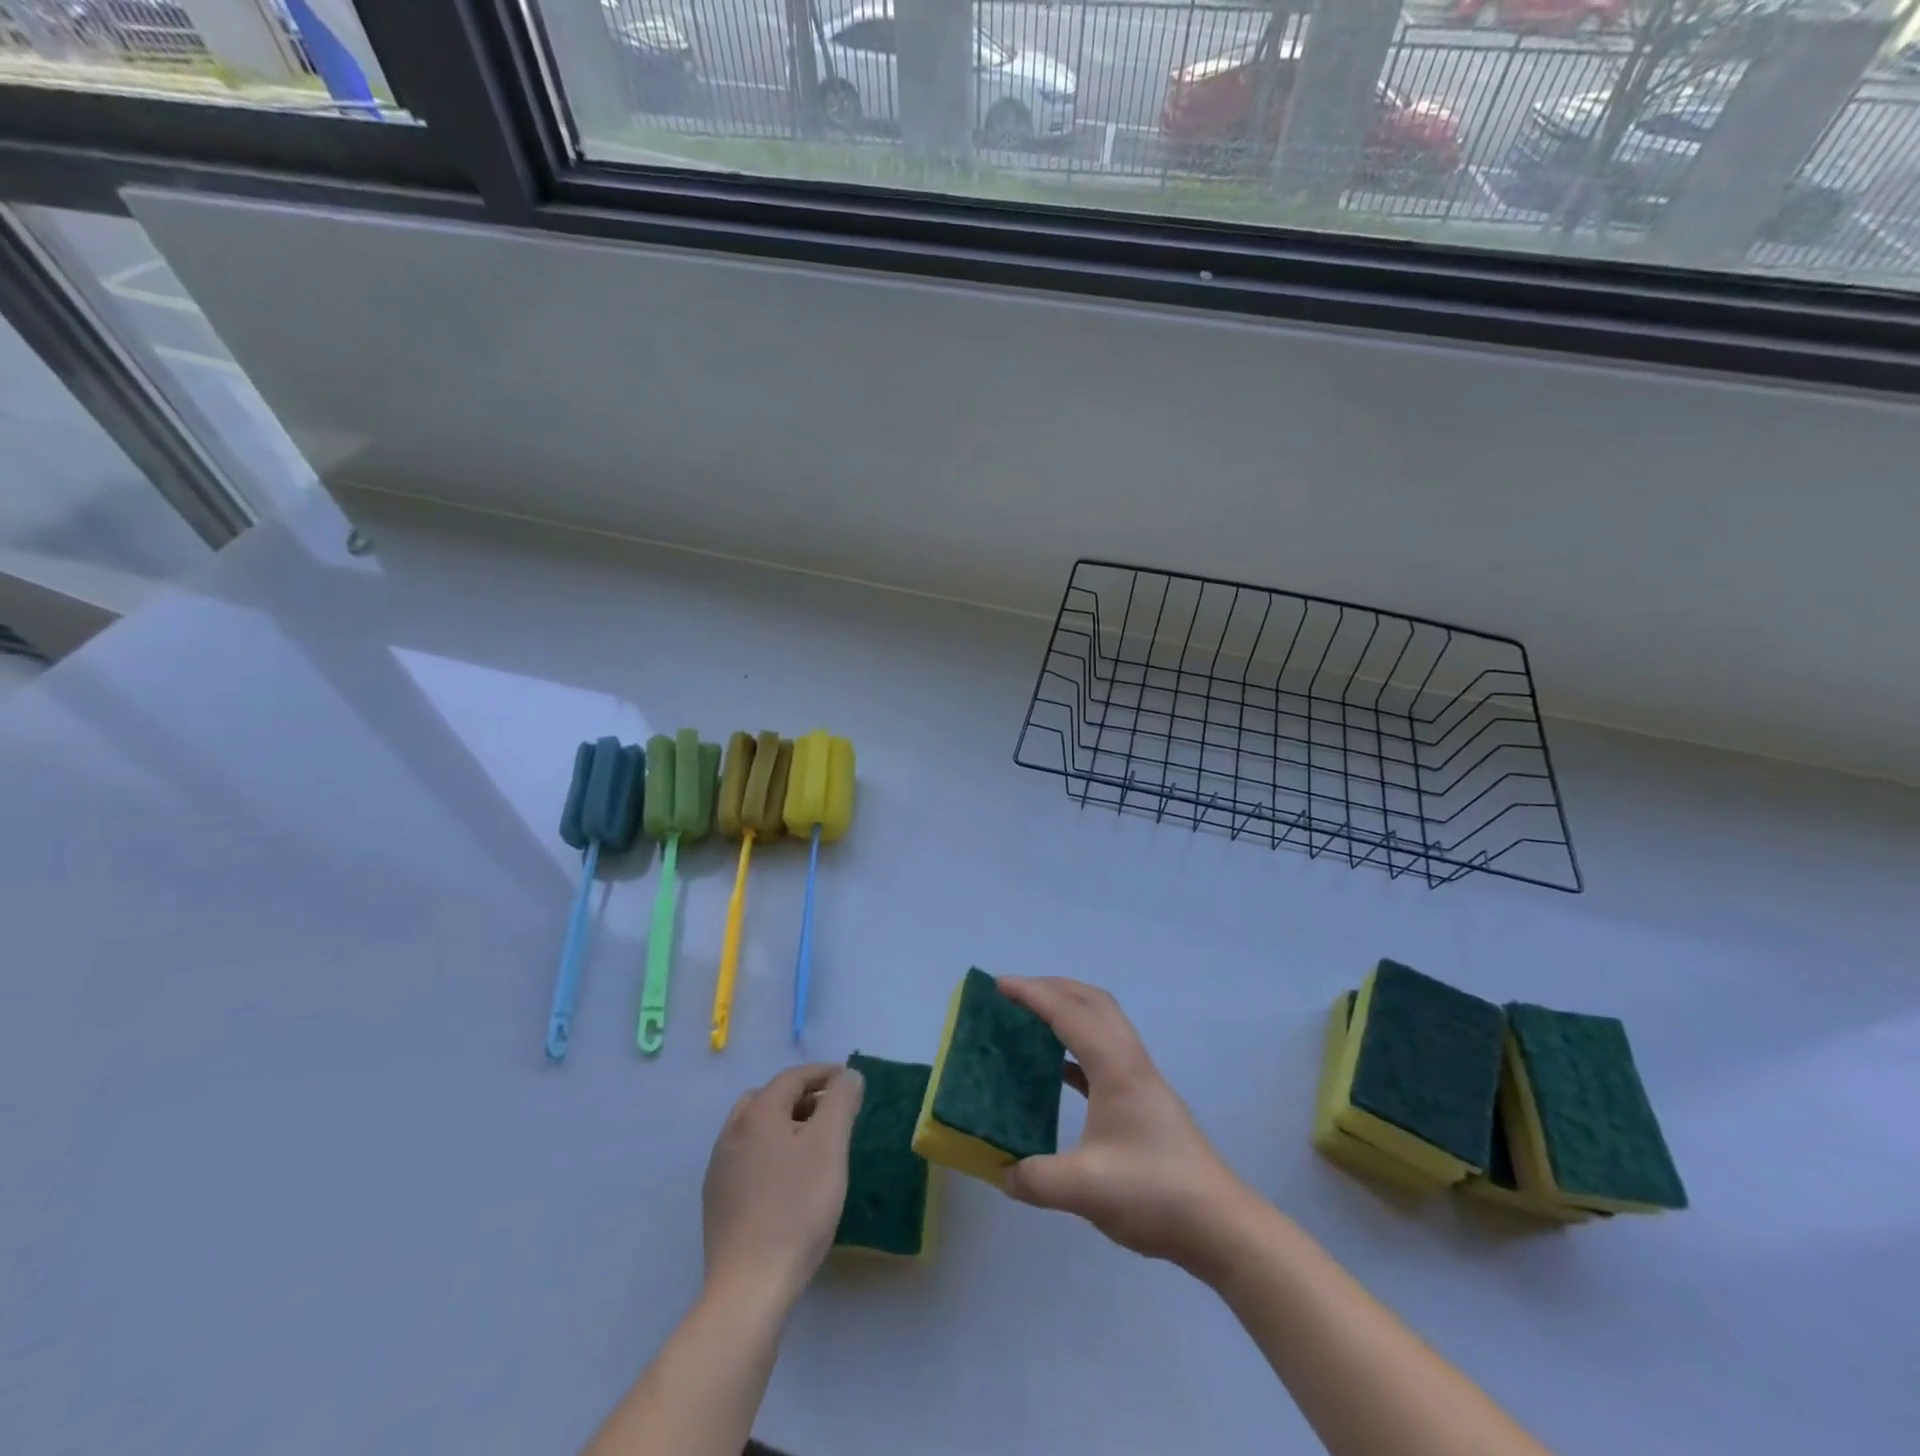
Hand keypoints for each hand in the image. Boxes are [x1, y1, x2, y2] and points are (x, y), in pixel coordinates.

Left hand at [701, 1062, 863, 1309]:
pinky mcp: (717, 1199)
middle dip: (802, 1096)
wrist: (750, 1286)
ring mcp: (720, 1168)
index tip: (848, 1080)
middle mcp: (731, 1132)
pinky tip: (787, 1176)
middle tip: (831, 1110)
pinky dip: (770, 1149)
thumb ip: (841, 1102)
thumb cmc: (797, 1208)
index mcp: (757, 1114)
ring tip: (812, 1142)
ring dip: (784, 1123)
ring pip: (755, 1127)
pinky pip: (747, 1155)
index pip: (792, 1077)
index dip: (822, 1073)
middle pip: (769, 1098)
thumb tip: (847, 1075)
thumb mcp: (830, 1146)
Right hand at [998, 977, 1251, 1274]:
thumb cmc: (1155, 1194)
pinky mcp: (1144, 1102)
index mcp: (1116, 1068)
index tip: (998, 984)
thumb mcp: (1086, 1191)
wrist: (1221, 1226)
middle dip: (1052, 987)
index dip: (1032, 994)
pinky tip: (1057, 1070)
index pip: (1069, 1013)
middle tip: (1014, 994)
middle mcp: (1131, 1062)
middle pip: (1092, 1001)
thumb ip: (1036, 1179)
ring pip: (1103, 1023)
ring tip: (1032, 1021)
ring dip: (1068, 1011)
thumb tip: (1003, 1172)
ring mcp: (1142, 1081)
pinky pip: (1105, 1053)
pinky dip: (1077, 1045)